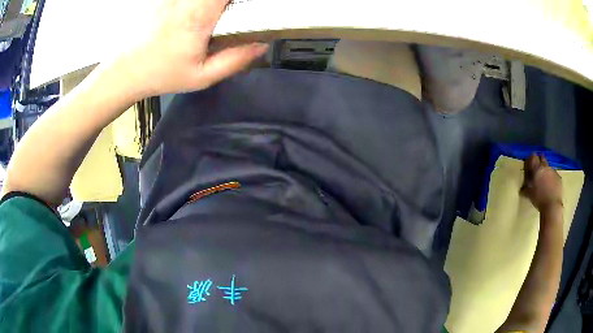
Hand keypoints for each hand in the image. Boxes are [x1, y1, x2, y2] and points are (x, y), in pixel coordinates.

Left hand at [111, 0, 267, 97]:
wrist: (126, 70)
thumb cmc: (161, 74)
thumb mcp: (201, 77)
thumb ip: (235, 61)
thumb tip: (262, 46)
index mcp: (198, 15)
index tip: (247, 5)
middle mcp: (185, 0)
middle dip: (228, 1)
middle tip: (233, 10)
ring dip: (217, 2)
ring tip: (220, 12)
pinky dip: (203, 3)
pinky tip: (203, 11)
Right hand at [521, 154, 562, 211]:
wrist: (552, 206)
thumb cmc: (539, 199)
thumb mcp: (529, 194)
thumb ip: (526, 188)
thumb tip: (522, 188)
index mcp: (537, 169)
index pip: (533, 157)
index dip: (531, 158)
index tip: (530, 162)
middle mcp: (545, 167)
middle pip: (542, 157)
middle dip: (540, 160)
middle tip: (538, 168)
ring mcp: (553, 171)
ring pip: (548, 167)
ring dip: (546, 171)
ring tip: (545, 180)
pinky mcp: (559, 178)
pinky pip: (554, 175)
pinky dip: (552, 178)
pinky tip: (551, 187)